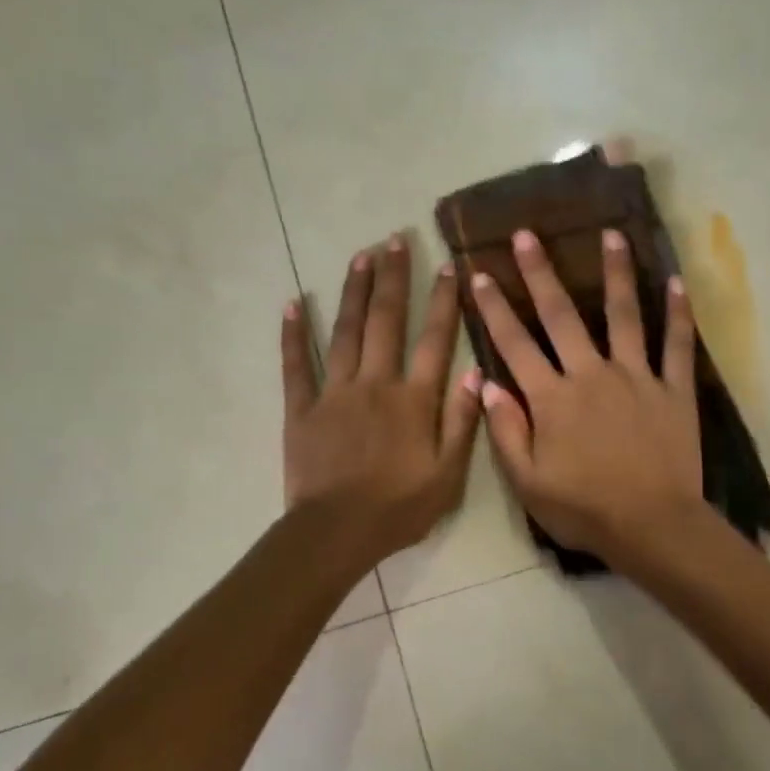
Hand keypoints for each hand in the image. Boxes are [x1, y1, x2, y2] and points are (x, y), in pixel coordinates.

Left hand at [283, 238, 481, 566]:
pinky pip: (296, 364)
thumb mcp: (448, 475)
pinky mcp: (301, 408)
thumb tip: (477, 371)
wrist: (337, 531)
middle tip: (395, 239)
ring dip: (353, 291)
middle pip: (385, 321)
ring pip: (344, 331)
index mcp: (413, 400)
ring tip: (360, 255)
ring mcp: (334, 393)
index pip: (433, 339)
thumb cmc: (399, 508)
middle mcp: (375, 384)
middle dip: (393, 278)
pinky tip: (292, 302)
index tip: (447, 265)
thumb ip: (463, 421)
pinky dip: (293, 333)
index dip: (442, 301)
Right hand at [469, 229, 704, 563]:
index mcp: (552, 399)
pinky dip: (677, 314)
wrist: (651, 525)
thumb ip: (506, 432)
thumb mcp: (527, 483)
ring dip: (615, 273)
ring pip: (624, 315)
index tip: (479, 274)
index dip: (494, 309)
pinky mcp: (674, 390)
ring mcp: (637, 378)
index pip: (515, 345)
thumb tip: (485, 385)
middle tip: (527, 234)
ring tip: (611, 234)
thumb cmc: (583, 510)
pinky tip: (675, 283)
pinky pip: (677, 345)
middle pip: (562, 316)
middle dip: (540, 273)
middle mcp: (591, 375)